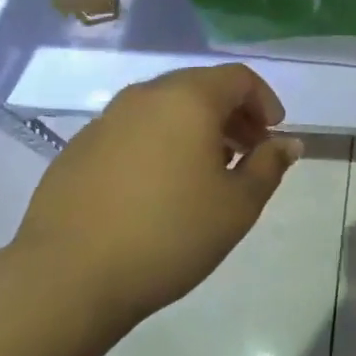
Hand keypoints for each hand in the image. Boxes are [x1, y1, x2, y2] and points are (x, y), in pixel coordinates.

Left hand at [16, 64, 303, 345]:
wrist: (67, 277)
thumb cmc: (170, 234)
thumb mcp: (238, 206)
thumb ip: (269, 166)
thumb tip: (288, 142)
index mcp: (188, 99)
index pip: (238, 78)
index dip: (264, 101)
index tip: (273, 135)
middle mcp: (145, 96)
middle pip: (200, 88)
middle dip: (230, 114)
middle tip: (245, 153)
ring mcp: (105, 120)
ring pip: (163, 109)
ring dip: (193, 129)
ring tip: (204, 173)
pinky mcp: (78, 148)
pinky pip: (132, 131)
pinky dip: (157, 144)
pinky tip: (156, 189)